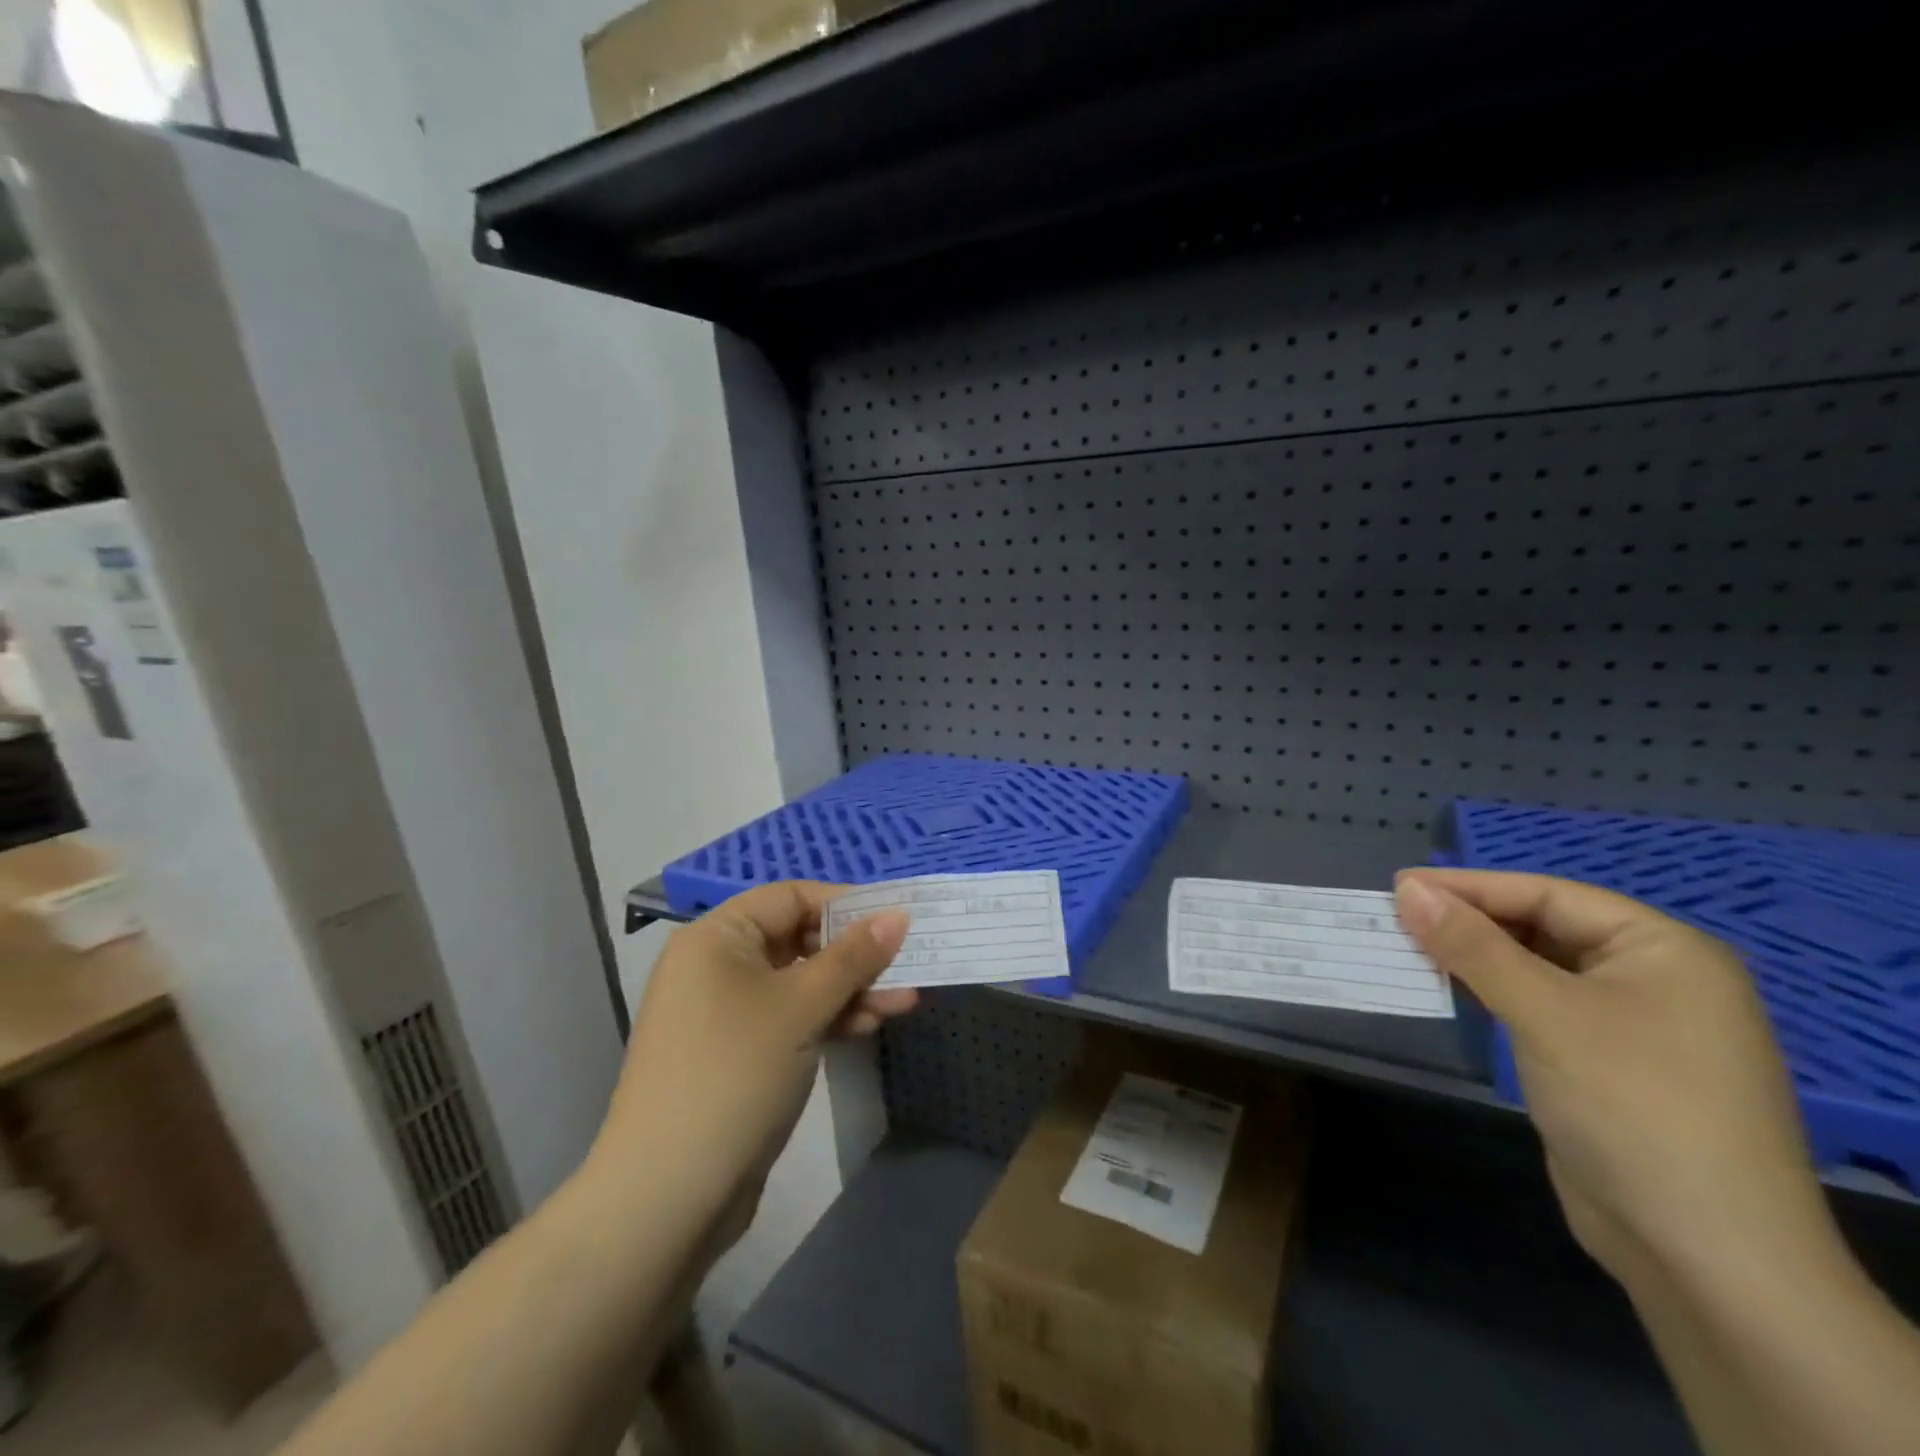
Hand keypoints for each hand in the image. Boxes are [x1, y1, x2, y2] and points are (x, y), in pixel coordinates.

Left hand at [589, 882, 914, 1236]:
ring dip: (850, 990)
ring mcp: (726, 1012)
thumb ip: (853, 957)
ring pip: (800, 983)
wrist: (667, 1197)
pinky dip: (828, 1018)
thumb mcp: (801, 1006)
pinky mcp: (738, 1053)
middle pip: (798, 940)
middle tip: (907, 968)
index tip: (894, 923)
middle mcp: (717, 965)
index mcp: (717, 937)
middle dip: (855, 955)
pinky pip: (791, 1018)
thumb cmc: (735, 1074)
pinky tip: (869, 1026)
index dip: (844, 905)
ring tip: (903, 1003)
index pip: (790, 897)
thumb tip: (898, 914)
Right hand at [1394, 869, 1839, 1289]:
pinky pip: (1539, 1006)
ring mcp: (1632, 1025)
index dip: (1470, 886)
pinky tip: (1452, 988)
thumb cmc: (1634, 1108)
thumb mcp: (1546, 1014)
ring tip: (1409, 944)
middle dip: (1470, 920)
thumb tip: (1406, 889)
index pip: (1549, 895)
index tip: (1398, 884)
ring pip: (1537, 967)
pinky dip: (1493, 992)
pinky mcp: (1606, 1064)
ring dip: (1475, 956)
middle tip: (1396, 915)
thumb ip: (1473, 946)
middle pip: (1544, 927)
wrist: (1706, 1258)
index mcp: (1664, 950)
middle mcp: (1654, 978)